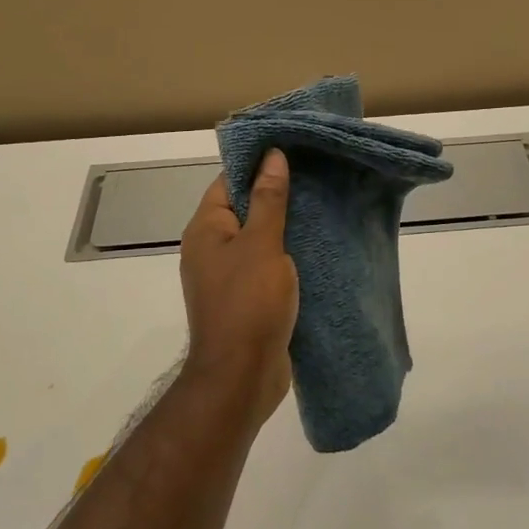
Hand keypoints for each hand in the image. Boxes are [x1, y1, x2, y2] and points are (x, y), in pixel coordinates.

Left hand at [178, 149, 297, 425]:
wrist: (242, 376)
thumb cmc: (249, 303)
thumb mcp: (262, 244)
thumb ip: (269, 199)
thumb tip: (272, 156)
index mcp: (206, 229)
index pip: (229, 182)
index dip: (258, 164)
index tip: (292, 152)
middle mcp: (211, 249)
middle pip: (244, 209)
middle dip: (277, 194)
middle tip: (316, 177)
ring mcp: (227, 277)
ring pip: (258, 239)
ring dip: (285, 227)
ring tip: (322, 207)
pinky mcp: (246, 299)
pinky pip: (266, 266)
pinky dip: (286, 256)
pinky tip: (315, 248)